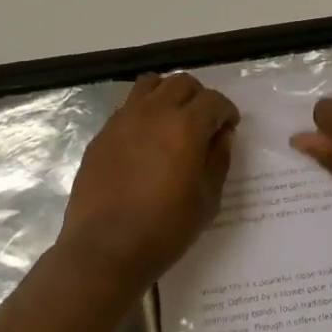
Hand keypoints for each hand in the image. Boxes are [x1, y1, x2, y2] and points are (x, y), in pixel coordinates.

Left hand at [57, 73, 239, 292]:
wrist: (105, 248)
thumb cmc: (165, 229)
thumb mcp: (207, 199)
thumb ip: (218, 159)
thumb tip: (221, 135)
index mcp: (186, 126)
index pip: (213, 100)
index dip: (226, 111)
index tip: (229, 127)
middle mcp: (154, 112)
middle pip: (182, 83)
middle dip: (199, 97)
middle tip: (204, 122)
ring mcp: (123, 119)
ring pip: (151, 84)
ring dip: (168, 94)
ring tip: (172, 120)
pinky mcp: (102, 134)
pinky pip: (128, 107)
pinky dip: (143, 111)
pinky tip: (146, 139)